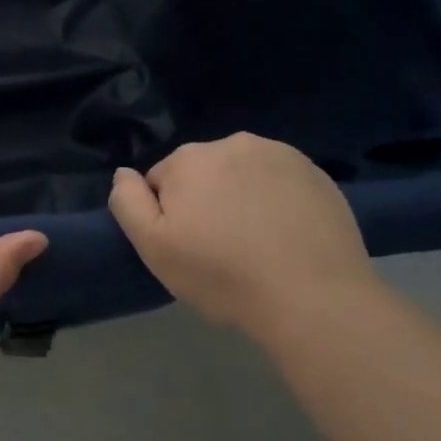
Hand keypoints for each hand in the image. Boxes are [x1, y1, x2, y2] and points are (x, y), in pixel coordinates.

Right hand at [108, 133, 375, 335]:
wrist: (313, 298)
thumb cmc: (223, 275)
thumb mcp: (154, 248)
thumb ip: (128, 203)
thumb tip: (123, 173)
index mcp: (188, 159)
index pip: (162, 181)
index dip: (171, 216)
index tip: (190, 248)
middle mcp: (231, 142)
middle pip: (204, 173)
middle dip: (207, 201)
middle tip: (224, 250)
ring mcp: (279, 154)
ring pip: (244, 174)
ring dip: (243, 197)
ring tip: (260, 245)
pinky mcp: (316, 173)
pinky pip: (282, 182)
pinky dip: (280, 201)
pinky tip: (290, 237)